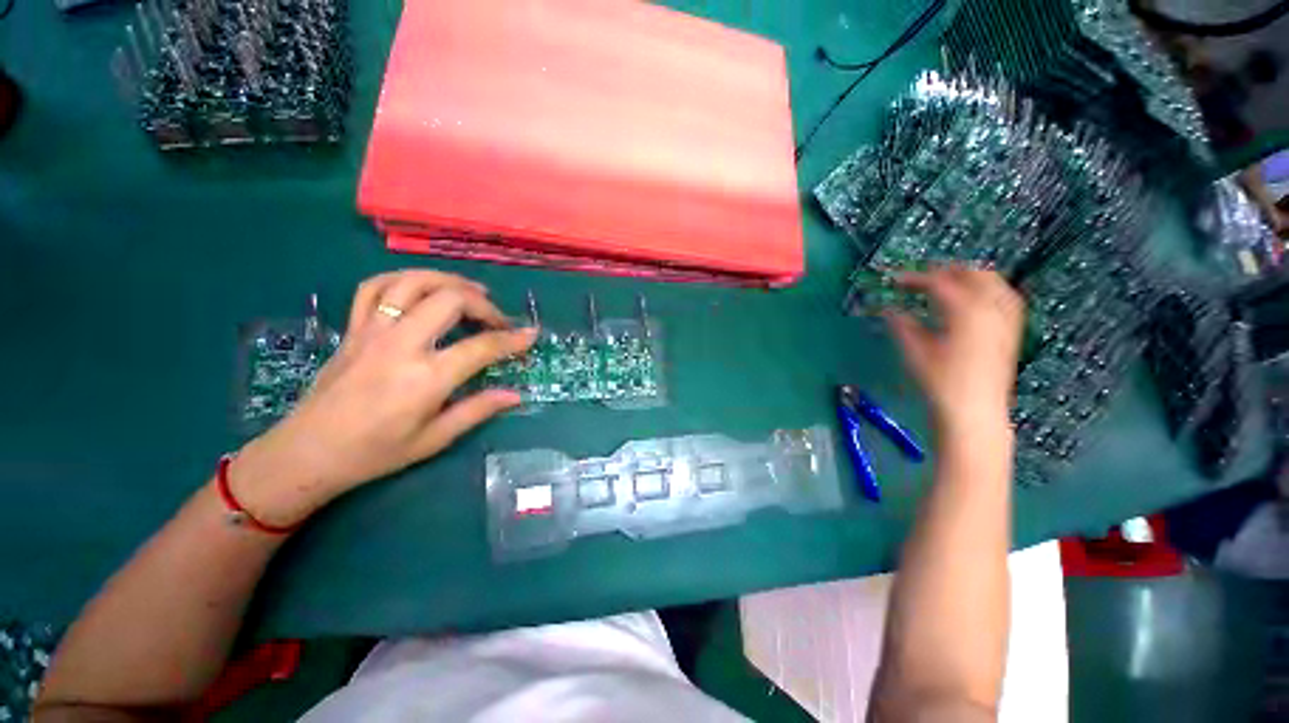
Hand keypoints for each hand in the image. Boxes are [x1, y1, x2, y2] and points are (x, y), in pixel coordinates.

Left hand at [230, 270, 537, 526]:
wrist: (306, 453)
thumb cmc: (375, 452)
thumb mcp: (434, 439)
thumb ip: (478, 410)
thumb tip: (516, 395)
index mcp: (425, 378)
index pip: (481, 347)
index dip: (512, 339)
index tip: (531, 335)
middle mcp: (400, 346)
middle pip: (450, 300)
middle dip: (484, 304)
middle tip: (497, 320)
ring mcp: (372, 332)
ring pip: (412, 283)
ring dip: (448, 281)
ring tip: (470, 291)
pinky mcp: (353, 329)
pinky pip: (375, 288)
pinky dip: (403, 279)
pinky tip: (422, 288)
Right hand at [884, 268, 1024, 436]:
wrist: (974, 411)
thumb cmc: (940, 382)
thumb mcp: (914, 351)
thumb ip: (901, 324)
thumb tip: (887, 309)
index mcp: (965, 311)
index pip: (938, 282)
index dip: (914, 278)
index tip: (894, 280)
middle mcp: (990, 309)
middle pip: (972, 274)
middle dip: (945, 271)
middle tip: (921, 278)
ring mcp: (1005, 319)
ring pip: (993, 282)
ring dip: (968, 277)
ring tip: (947, 283)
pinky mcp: (1011, 331)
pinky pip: (1004, 297)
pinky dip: (988, 290)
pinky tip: (975, 299)